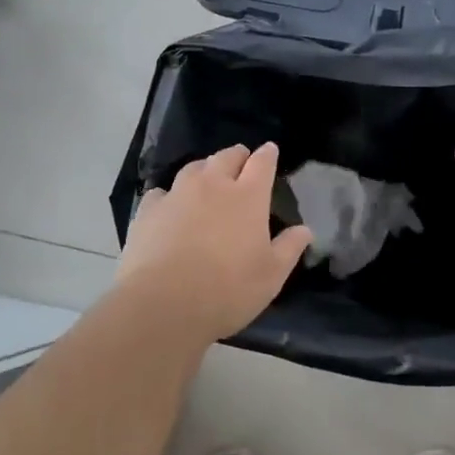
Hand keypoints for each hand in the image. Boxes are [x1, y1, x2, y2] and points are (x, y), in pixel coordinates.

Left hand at [117, 143, 313, 344]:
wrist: (163, 304)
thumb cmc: (227, 290)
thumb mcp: (271, 276)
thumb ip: (289, 248)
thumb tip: (305, 229)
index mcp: (248, 196)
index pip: (262, 163)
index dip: (268, 154)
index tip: (270, 150)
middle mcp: (213, 184)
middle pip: (226, 156)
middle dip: (237, 156)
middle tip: (240, 161)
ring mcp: (178, 194)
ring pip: (194, 168)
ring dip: (204, 169)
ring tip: (207, 179)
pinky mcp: (149, 210)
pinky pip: (161, 192)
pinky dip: (170, 195)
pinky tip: (169, 206)